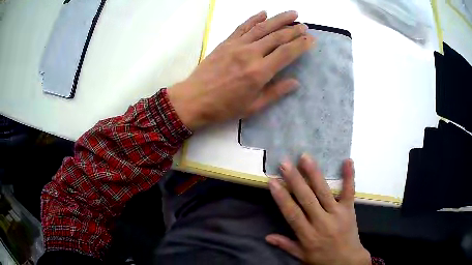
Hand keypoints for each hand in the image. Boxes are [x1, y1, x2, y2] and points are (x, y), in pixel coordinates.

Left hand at [168, 10, 313, 129]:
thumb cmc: (223, 107)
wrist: (193, 99)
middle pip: (277, 37)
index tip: (311, 39)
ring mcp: (236, 45)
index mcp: (259, 72)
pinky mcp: (225, 42)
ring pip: (262, 27)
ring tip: (292, 13)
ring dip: (279, 19)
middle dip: (293, 30)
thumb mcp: (252, 106)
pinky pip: (242, 27)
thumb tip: (295, 82)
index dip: (301, 44)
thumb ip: (275, 92)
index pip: (286, 53)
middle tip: (305, 26)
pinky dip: (253, 18)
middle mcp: (250, 54)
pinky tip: (263, 13)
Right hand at [267, 154, 370, 264]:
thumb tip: (267, 237)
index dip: (282, 197)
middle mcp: (321, 222)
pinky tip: (347, 161)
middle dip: (295, 180)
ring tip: (305, 158)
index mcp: (308, 235)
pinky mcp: (349, 210)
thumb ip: (286, 245)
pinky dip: (349, 176)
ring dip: (314, 174)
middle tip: (285, 163)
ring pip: (324, 192)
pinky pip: (349, 192)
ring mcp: (337, 214)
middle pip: (307, 199)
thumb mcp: (302, 256)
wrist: (348, 261)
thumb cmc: (323, 259)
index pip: (292, 213)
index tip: (273, 181)